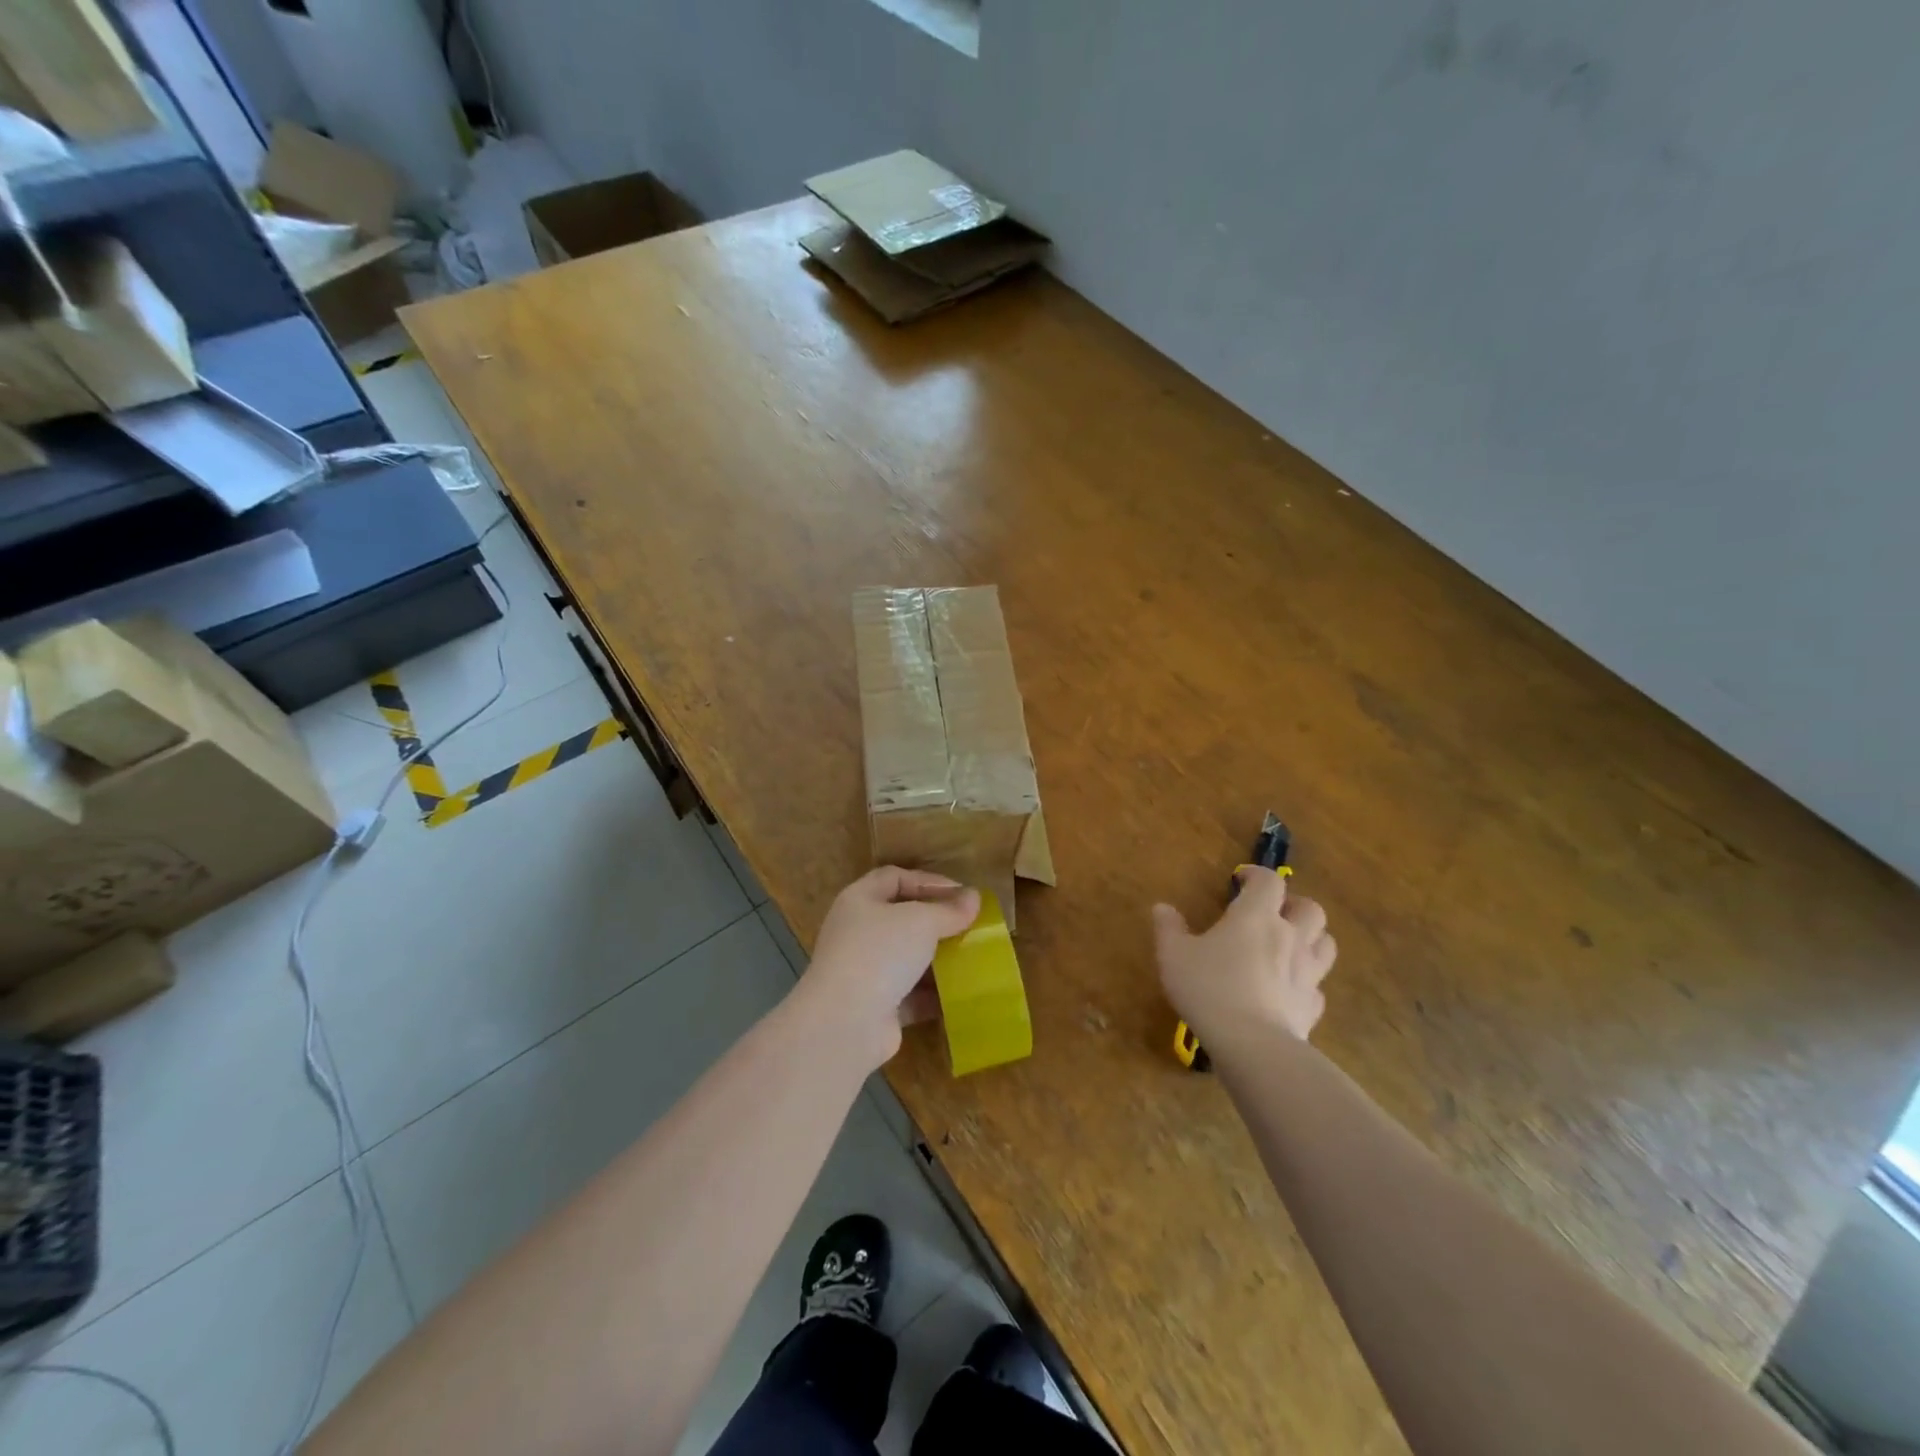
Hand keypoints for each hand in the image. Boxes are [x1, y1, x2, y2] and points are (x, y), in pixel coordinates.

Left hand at [800, 867, 980, 1068]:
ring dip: (937, 959)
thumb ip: (949, 909)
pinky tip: (960, 993)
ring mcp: (864, 971)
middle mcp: (857, 932)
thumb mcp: (921, 921)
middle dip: (936, 922)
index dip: (928, 881)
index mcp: (859, 901)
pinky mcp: (875, 1006)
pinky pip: (910, 994)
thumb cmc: (881, 953)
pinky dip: (932, 994)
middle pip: (901, 918)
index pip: (895, 878)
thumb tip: (974, 898)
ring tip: (971, 957)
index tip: (962, 893)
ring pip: (907, 958)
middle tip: (969, 925)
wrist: (847, 1022)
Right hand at [1153, 868, 1335, 1047]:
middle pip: (1311, 909)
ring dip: (1312, 938)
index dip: (1257, 875)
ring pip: (1325, 944)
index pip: (1269, 881)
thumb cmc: (1209, 988)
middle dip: (1294, 904)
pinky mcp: (1312, 1007)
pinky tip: (1288, 991)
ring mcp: (1307, 974)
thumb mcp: (1174, 955)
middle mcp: (1289, 938)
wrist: (1252, 1045)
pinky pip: (1317, 988)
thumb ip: (1169, 929)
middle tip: (1273, 912)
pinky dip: (1306, 983)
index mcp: (1256, 917)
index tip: (1241, 879)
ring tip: (1290, 945)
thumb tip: (1162, 907)